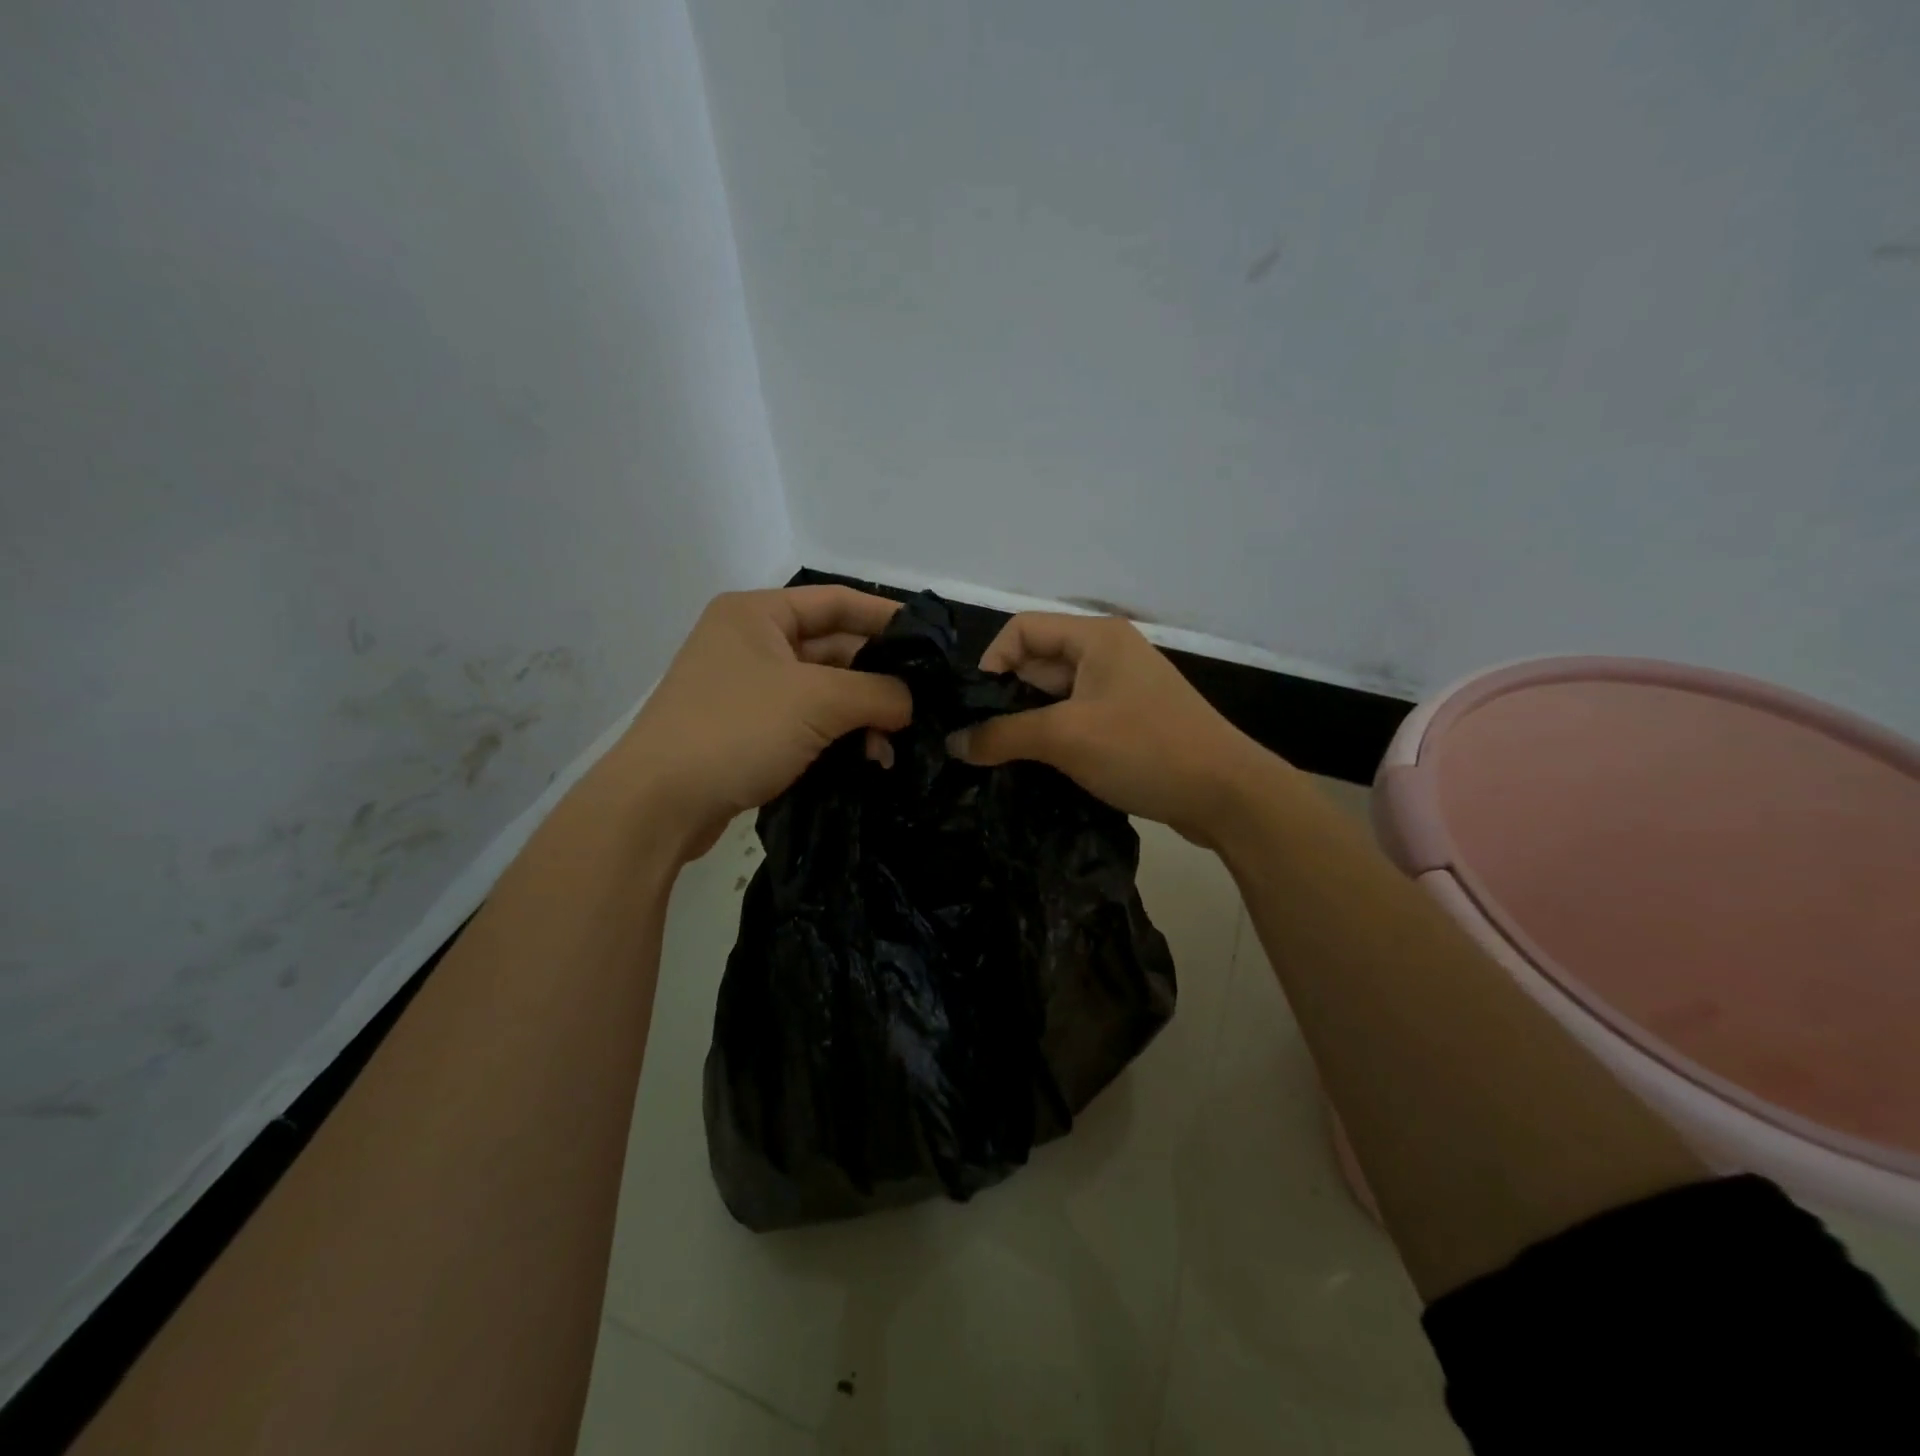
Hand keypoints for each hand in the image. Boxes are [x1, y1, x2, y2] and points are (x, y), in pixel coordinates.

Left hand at [600, 587, 911, 857]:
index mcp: (757, 613)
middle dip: (877, 678)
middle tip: (922, 705)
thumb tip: (911, 703)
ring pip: (822, 691)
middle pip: (832, 648)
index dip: (886, 617)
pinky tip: (868, 759)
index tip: (931, 643)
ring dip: (860, 714)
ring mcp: (746, 689)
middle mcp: (750, 643)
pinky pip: (805, 722)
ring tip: (895, 744)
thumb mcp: (818, 701)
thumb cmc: (737, 730)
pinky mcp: (745, 731)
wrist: (658, 805)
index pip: (837, 601)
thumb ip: (877, 692)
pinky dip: (837, 736)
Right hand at [948, 612, 1283, 845]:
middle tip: (981, 742)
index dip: (991, 663)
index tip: (975, 709)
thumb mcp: (1065, 738)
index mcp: (1095, 638)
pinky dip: (1053, 740)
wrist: (1227, 795)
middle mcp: (1107, 654)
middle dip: (1006, 700)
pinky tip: (1035, 770)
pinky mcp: (1129, 724)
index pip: (1022, 630)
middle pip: (1036, 664)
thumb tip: (952, 742)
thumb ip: (1002, 735)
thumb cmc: (1144, 748)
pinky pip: (1076, 722)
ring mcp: (1120, 691)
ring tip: (1001, 760)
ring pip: (1055, 698)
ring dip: (1027, 725)